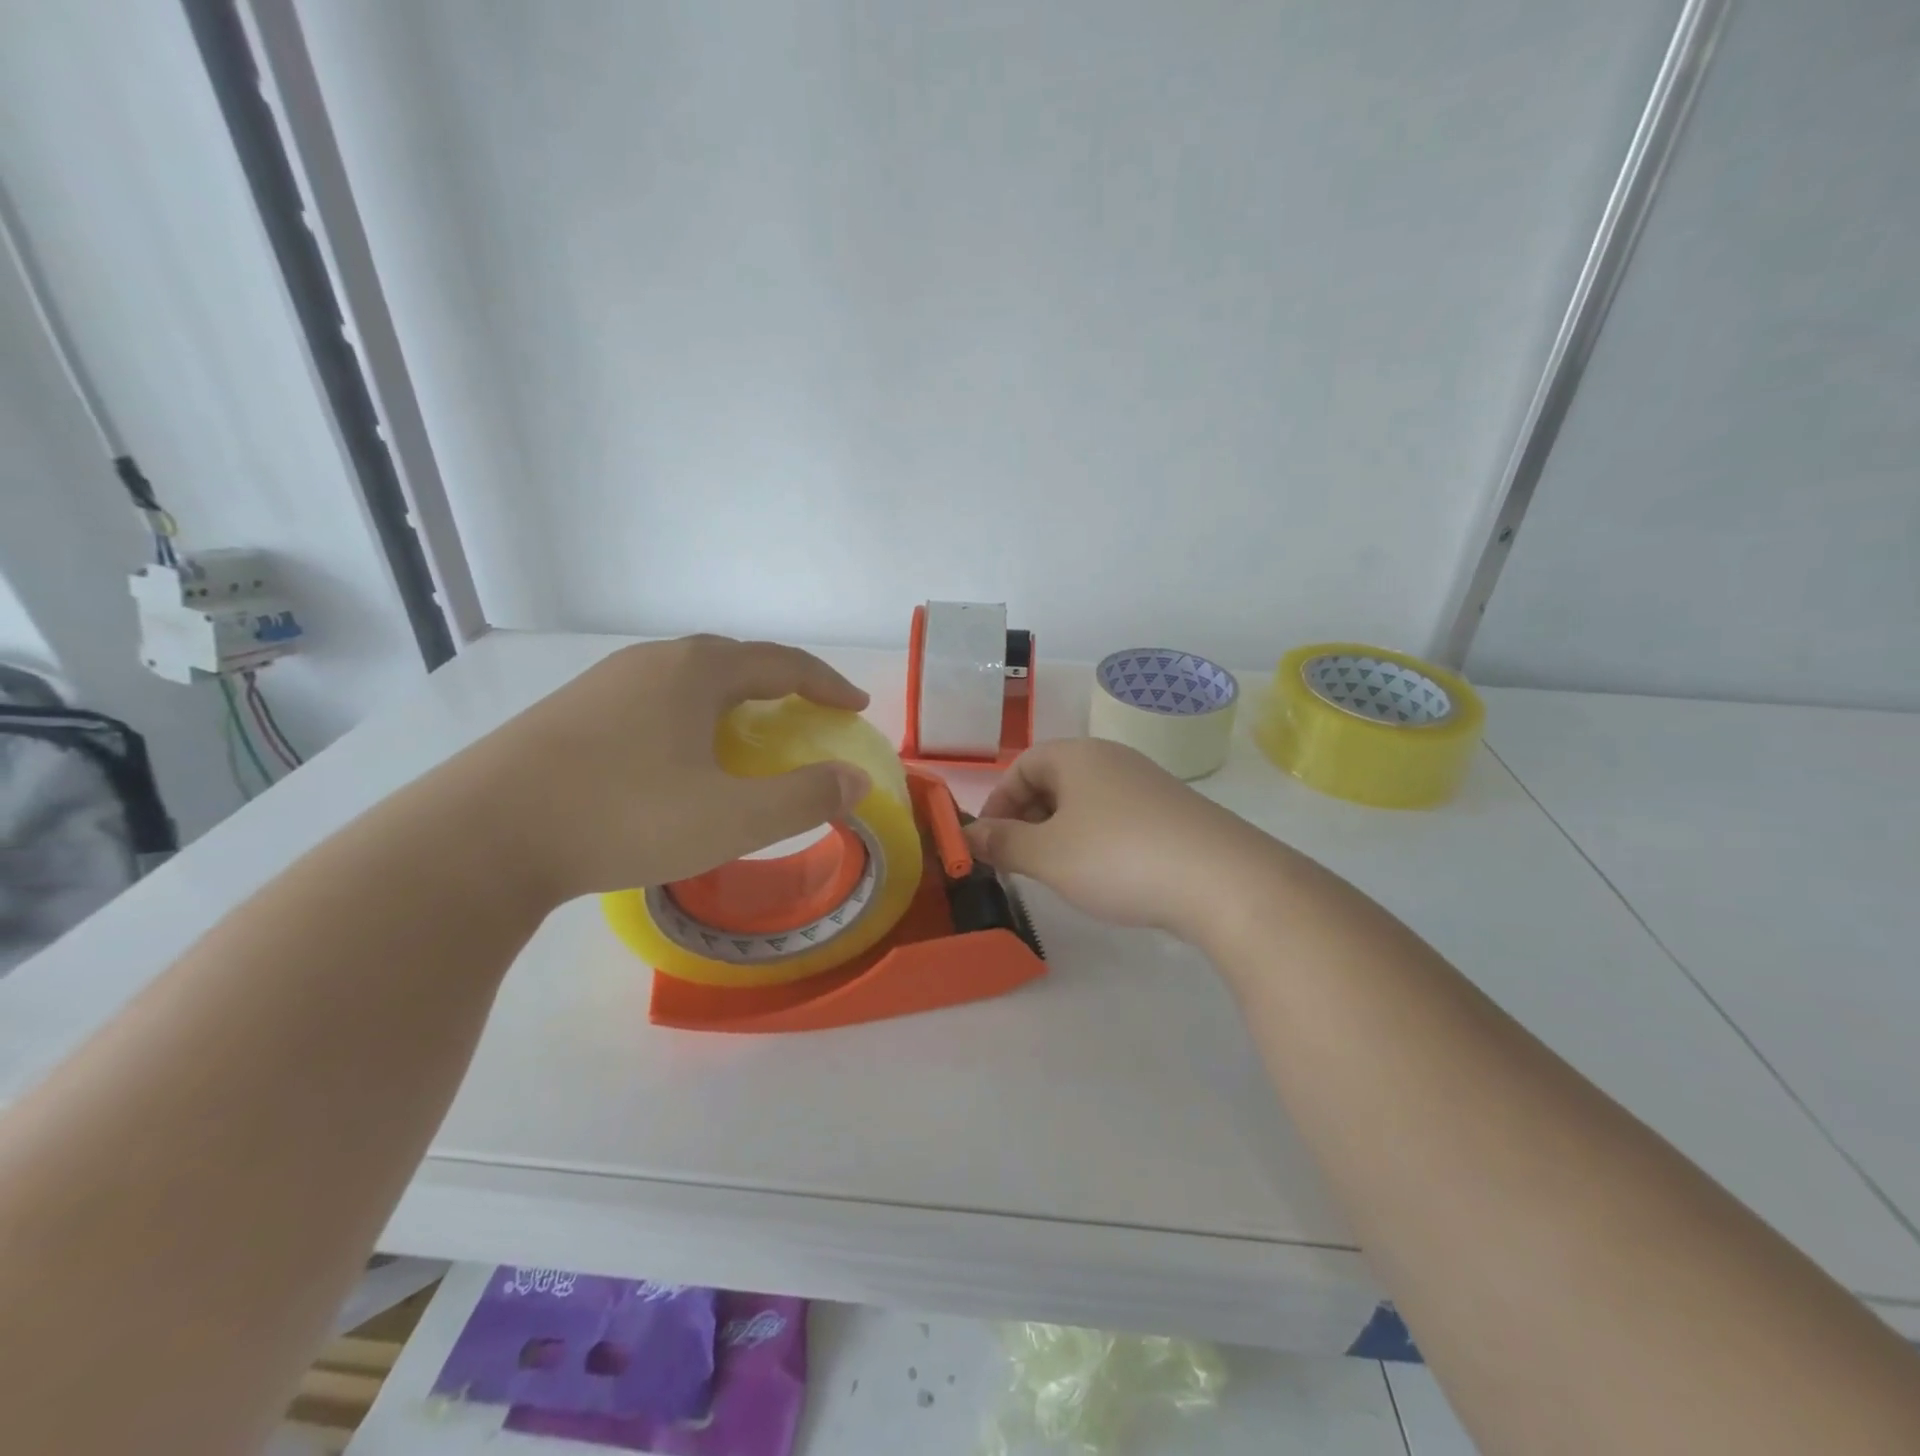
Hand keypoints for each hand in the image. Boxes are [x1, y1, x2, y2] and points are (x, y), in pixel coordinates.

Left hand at [466, 636, 872, 903]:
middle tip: (806, 715)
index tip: (855, 707)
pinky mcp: (568, 713)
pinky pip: (650, 701)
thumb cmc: (623, 817)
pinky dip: (688, 717)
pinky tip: (676, 757)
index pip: (782, 662)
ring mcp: (602, 684)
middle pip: (734, 661)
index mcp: (696, 671)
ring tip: (745, 735)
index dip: (827, 683)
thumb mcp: (731, 819)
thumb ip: (804, 798)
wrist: (480, 838)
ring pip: (687, 680)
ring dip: (731, 700)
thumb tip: (856, 781)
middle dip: (780, 685)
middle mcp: (651, 662)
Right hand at [963, 738, 1277, 939]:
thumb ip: (1003, 843)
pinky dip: (1097, 840)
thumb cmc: (1117, 857)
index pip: (1023, 765)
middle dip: (1027, 818)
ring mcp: (1147, 784)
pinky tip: (1105, 875)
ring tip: (1058, 872)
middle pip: (1054, 780)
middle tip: (1019, 861)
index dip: (998, 801)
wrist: (1223, 880)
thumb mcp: (1047, 856)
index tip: (989, 842)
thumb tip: (969, 835)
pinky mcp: (1173, 813)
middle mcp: (1113, 759)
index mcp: (1077, 756)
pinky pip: (1118, 818)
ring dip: (1061, 832)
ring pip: (1086, 802)